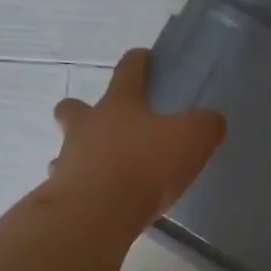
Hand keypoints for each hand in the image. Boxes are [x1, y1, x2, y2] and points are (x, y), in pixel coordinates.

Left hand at [46, 48, 225, 231]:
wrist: (97, 213)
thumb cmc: (145, 165)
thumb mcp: (191, 139)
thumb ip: (204, 125)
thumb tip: (211, 120)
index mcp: (119, 105)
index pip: (128, 72)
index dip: (137, 62)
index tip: (142, 57)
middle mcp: (87, 127)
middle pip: (73, 108)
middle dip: (80, 109)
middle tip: (100, 121)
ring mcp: (67, 161)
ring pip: (67, 150)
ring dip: (80, 156)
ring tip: (103, 173)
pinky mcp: (60, 196)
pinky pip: (68, 187)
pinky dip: (83, 192)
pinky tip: (100, 205)